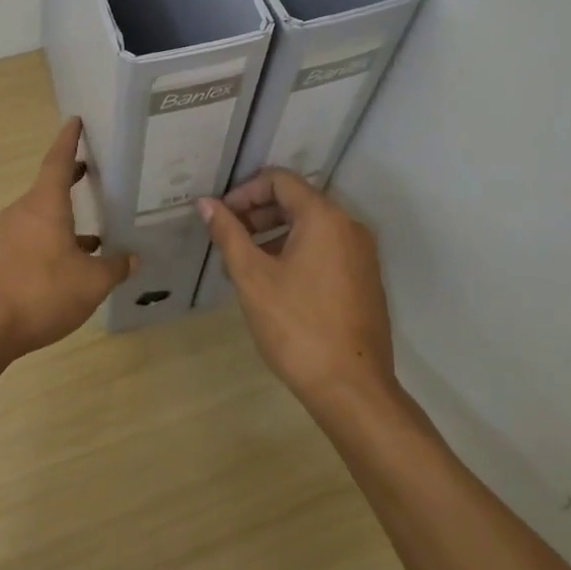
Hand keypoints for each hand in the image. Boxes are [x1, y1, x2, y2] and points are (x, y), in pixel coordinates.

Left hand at [0, 118, 136, 360]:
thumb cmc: (40, 292)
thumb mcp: (90, 283)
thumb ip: (114, 268)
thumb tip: (133, 258)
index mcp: (45, 204)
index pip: (58, 160)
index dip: (69, 140)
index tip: (74, 120)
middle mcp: (23, 212)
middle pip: (49, 188)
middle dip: (70, 179)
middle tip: (91, 169)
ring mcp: (8, 237)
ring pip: (42, 217)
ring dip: (65, 219)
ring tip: (95, 232)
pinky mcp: (0, 260)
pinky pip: (33, 240)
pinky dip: (54, 243)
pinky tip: (70, 266)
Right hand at [198, 170, 396, 409]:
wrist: (352, 389)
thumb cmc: (296, 326)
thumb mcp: (252, 276)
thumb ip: (228, 233)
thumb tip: (205, 203)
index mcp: (324, 217)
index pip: (280, 180)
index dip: (244, 191)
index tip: (220, 216)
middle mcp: (349, 226)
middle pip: (296, 201)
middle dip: (257, 214)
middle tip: (227, 238)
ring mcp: (362, 254)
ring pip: (310, 227)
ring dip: (273, 235)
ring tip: (242, 263)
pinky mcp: (365, 280)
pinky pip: (325, 249)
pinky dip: (295, 252)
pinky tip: (272, 282)